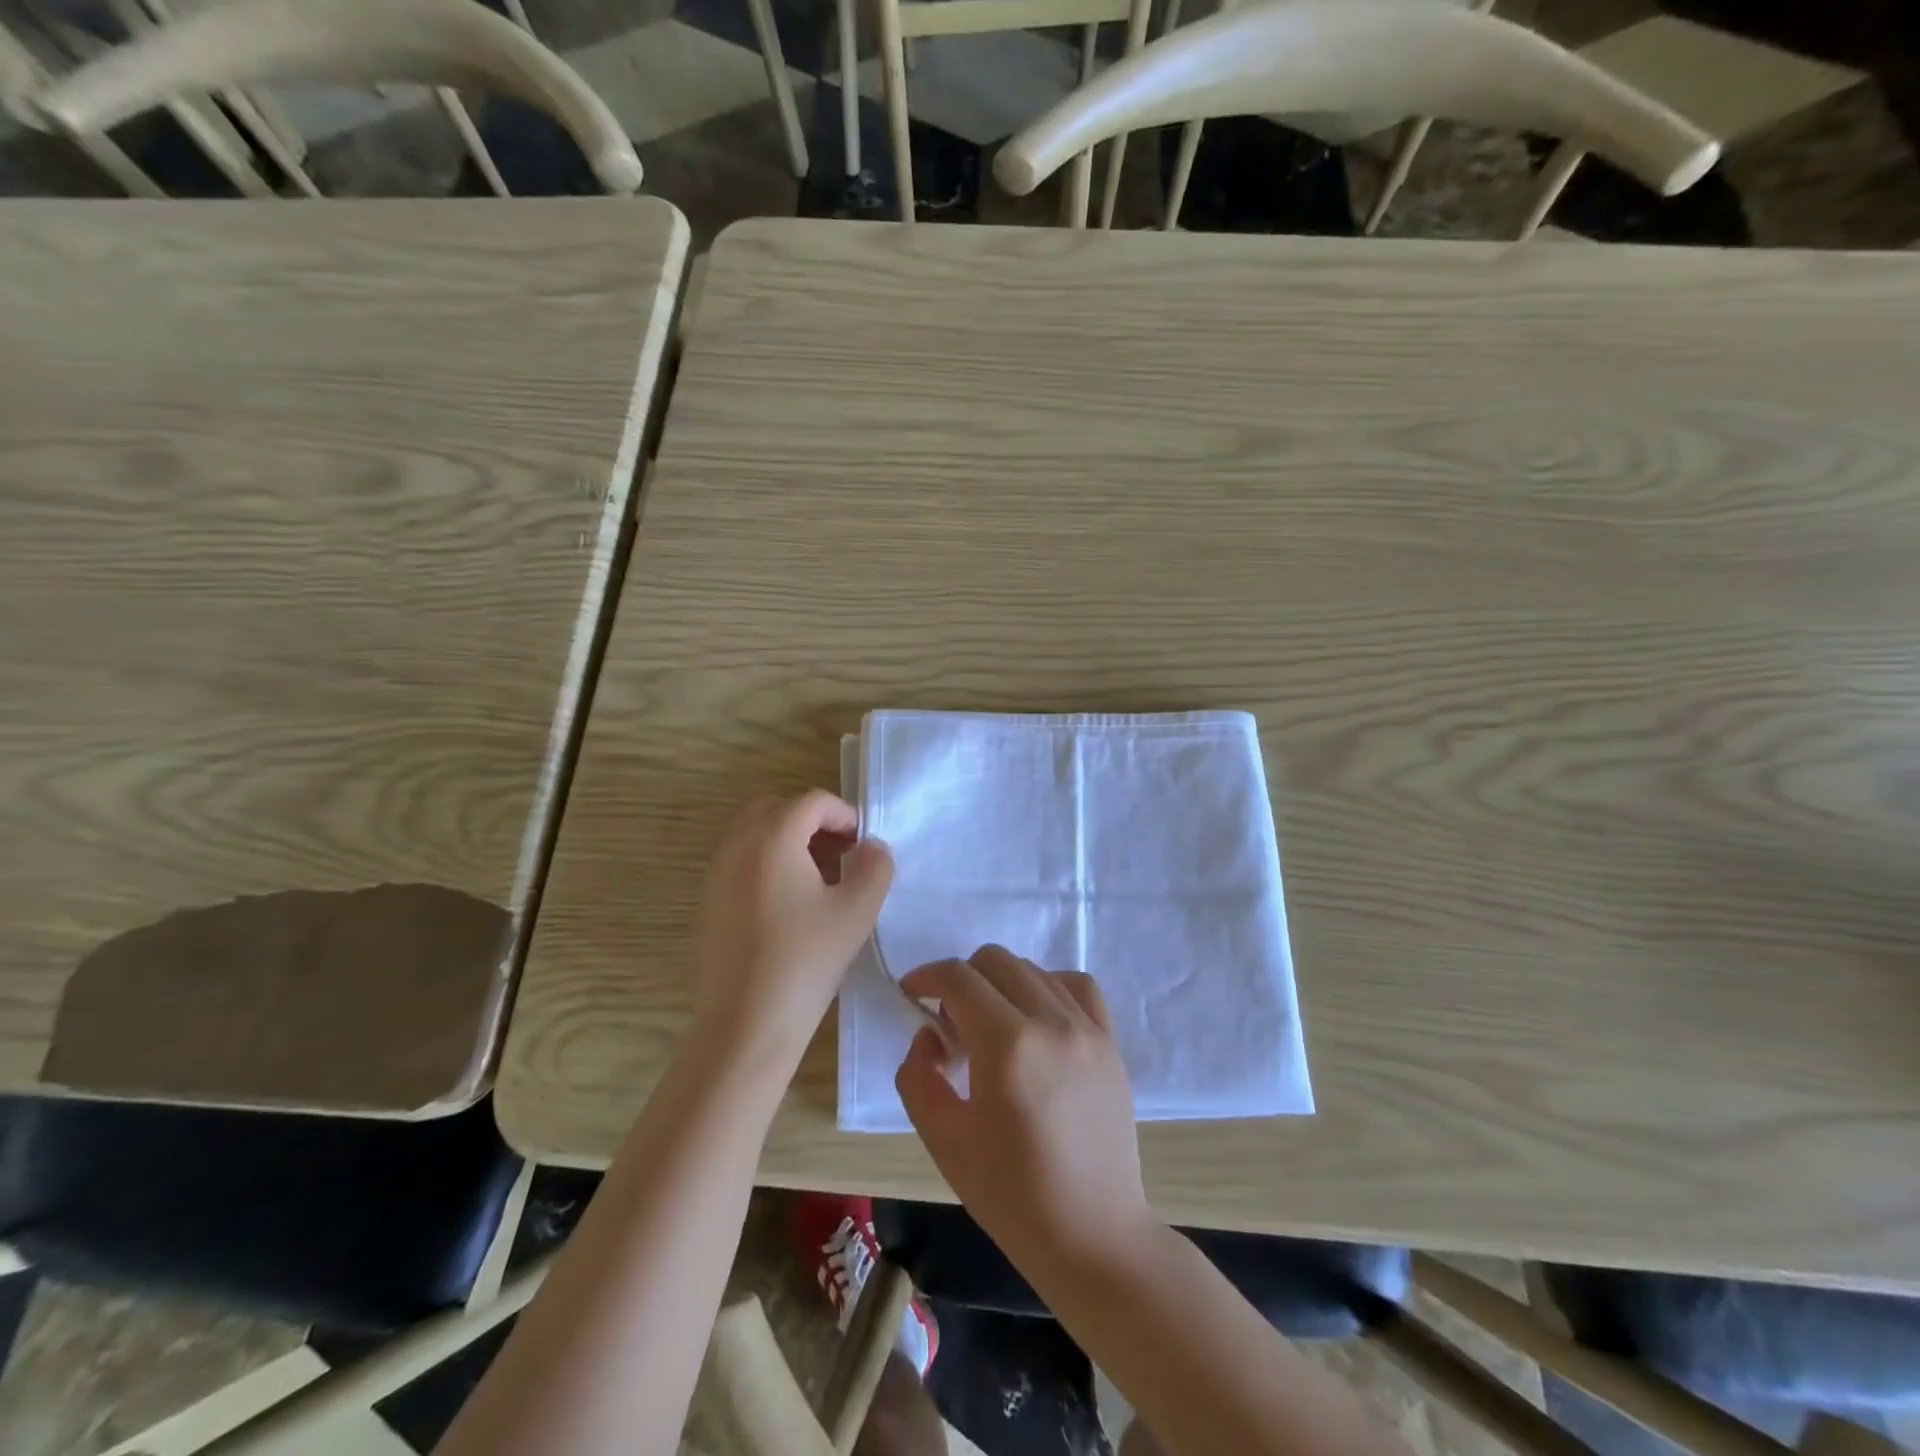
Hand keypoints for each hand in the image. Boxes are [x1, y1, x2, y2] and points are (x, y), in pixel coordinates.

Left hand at [693, 792, 892, 1071]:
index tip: (864, 846)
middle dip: (814, 824)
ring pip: (757, 834)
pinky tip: (793, 905)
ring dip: (792, 843)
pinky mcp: (710, 901)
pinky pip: (743, 860)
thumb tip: (871, 848)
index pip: (812, 802)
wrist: (745, 1024)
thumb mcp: (857, 910)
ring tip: (822, 882)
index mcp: (772, 838)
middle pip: (778, 809)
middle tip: (842, 856)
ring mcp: (718, 873)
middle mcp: (737, 845)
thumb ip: (875, 866)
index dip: (845, 815)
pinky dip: (770, 863)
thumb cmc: (806, 961)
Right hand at [895, 946, 1154, 1271]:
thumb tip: (929, 1036)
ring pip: (1033, 969)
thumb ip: (919, 1076)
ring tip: (992, 1026)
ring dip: (1000, 983)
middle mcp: (1050, 1021)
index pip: (958, 978)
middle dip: (961, 979)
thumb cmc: (1011, 1195)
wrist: (1092, 1235)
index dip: (926, 976)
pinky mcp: (1110, 1042)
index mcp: (1007, 1045)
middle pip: (994, 960)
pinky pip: (1076, 986)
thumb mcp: (944, 1141)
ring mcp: (1087, 1028)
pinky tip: (1037, 1017)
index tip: (911, 994)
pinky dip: (1048, 986)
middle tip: (950, 1023)